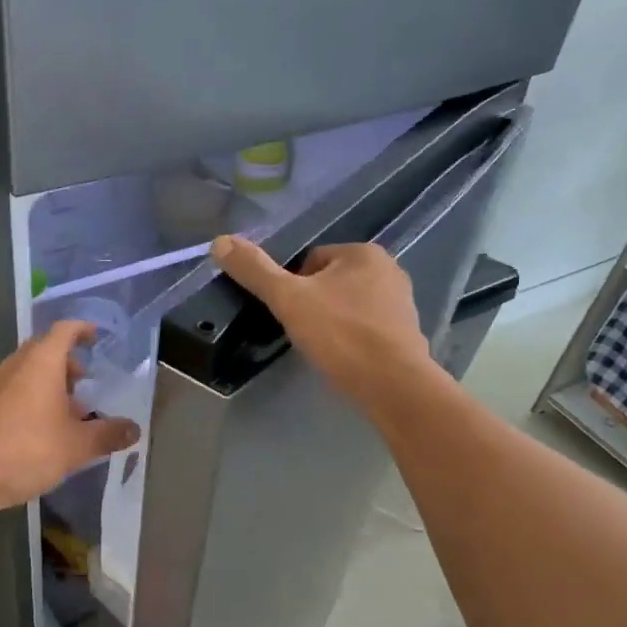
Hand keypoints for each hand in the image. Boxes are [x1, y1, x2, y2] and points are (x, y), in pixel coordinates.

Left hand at [0, 321, 140, 511]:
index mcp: (41, 363)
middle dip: (68, 361)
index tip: (97, 336)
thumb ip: (108, 435)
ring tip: (72, 410)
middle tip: (87, 381)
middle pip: (45, 350)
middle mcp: (17, 367)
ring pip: (29, 372)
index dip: (82, 329)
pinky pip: (17, 391)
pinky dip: (35, 398)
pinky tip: (47, 429)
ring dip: (51, 383)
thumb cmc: (27, 449)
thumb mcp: (77, 446)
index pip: (64, 331)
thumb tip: (135, 429)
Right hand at [211, 234, 433, 406]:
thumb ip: (255, 270)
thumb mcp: (288, 299)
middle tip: (304, 333)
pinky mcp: (407, 334)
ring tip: (324, 348)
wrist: (392, 384)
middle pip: (331, 283)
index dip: (293, 287)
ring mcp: (403, 303)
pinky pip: (368, 329)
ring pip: (350, 306)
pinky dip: (353, 341)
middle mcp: (390, 270)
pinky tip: (344, 360)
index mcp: (364, 252)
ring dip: (334, 323)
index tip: (290, 314)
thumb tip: (219, 241)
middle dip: (314, 305)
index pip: (312, 260)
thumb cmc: (340, 334)